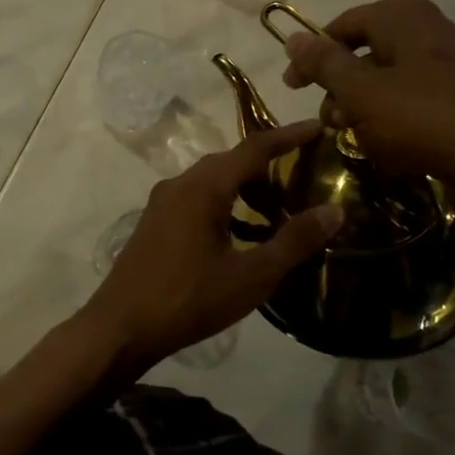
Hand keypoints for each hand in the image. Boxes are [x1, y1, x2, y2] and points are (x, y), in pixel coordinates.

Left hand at [85, 121, 342, 374]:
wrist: (121, 327)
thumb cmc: (188, 300)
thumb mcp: (251, 276)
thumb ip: (294, 241)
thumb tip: (334, 211)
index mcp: (203, 187)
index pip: (253, 148)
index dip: (288, 135)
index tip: (318, 127)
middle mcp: (180, 184)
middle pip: (231, 162)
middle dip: (269, 164)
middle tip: (305, 174)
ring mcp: (163, 203)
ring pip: (212, 181)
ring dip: (246, 188)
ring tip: (279, 209)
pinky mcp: (155, 222)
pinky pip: (197, 198)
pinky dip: (226, 205)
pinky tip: (242, 234)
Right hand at [280, 0, 454, 216]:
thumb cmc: (424, 118)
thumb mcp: (361, 91)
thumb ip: (324, 64)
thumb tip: (291, 36)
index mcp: (403, 18)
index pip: (344, 25)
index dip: (313, 55)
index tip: (292, 87)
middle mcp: (429, 32)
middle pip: (367, 55)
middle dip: (341, 90)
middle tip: (330, 122)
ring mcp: (451, 67)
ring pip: (390, 84)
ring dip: (365, 112)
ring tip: (359, 142)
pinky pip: (416, 106)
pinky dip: (395, 125)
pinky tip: (393, 152)